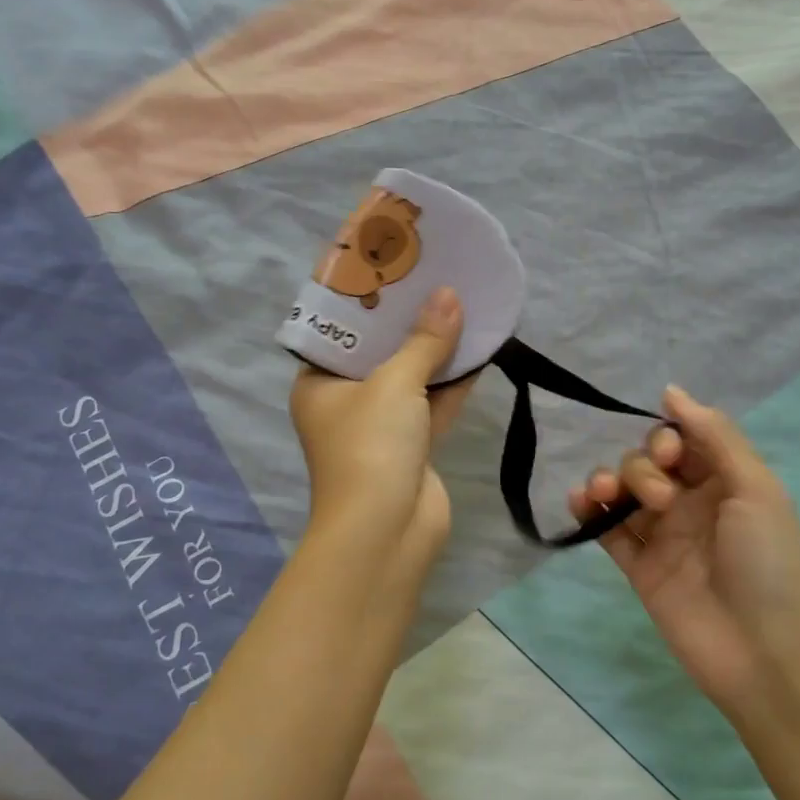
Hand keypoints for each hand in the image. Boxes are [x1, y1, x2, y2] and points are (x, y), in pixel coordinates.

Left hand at [290, 287, 473, 578]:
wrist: (388, 532)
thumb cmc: (371, 447)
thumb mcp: (394, 384)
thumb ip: (424, 341)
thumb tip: (450, 296)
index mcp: (320, 383)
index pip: (341, 331)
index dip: (367, 299)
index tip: (393, 266)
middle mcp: (347, 402)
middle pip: (380, 350)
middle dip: (408, 319)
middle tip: (433, 275)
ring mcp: (382, 426)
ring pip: (412, 376)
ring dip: (436, 347)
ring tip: (462, 301)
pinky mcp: (414, 445)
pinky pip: (434, 402)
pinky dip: (453, 380)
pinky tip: (479, 346)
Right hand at [568, 385, 799, 729]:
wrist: (764, 654)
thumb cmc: (768, 563)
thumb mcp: (756, 488)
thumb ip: (715, 436)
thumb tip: (671, 390)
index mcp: (725, 481)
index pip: (682, 439)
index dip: (666, 437)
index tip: (668, 456)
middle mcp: (691, 502)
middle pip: (647, 461)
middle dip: (643, 466)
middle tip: (662, 499)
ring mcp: (663, 535)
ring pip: (623, 490)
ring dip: (609, 480)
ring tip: (605, 494)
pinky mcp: (639, 566)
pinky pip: (608, 528)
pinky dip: (589, 511)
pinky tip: (580, 501)